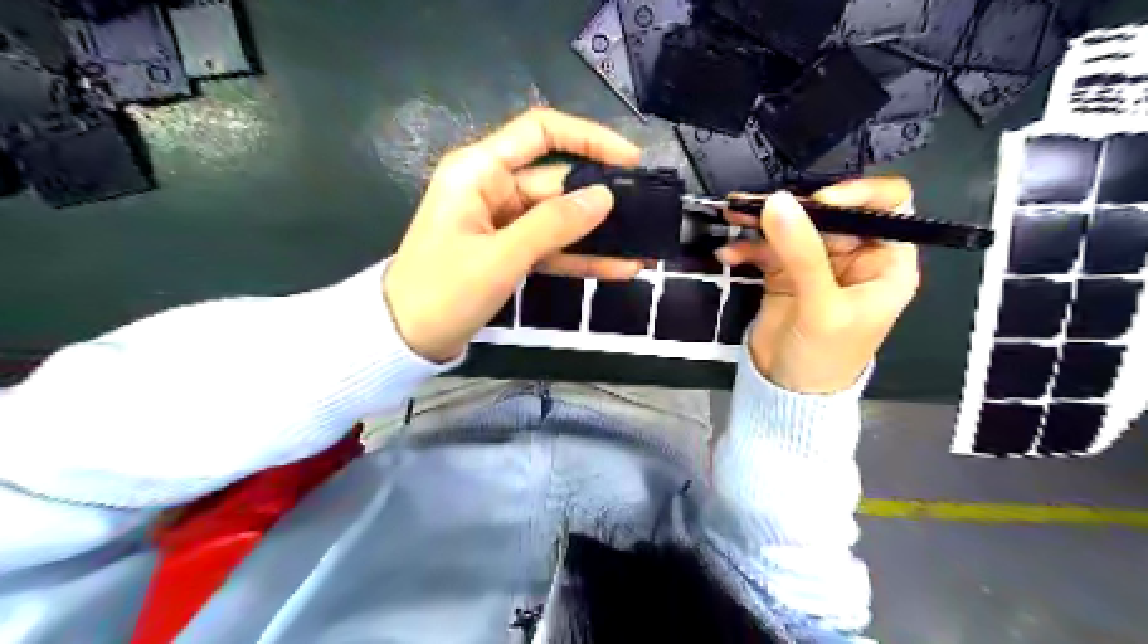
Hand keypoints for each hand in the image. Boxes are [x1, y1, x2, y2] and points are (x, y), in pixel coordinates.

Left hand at [389, 107, 643, 363]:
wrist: (405, 339)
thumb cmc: (443, 291)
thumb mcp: (501, 256)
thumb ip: (553, 224)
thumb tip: (604, 197)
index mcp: (479, 171)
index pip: (540, 132)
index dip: (588, 139)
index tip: (629, 160)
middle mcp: (492, 188)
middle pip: (557, 181)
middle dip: (602, 199)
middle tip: (648, 215)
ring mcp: (502, 222)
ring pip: (559, 219)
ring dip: (597, 234)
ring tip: (643, 247)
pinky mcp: (508, 251)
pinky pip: (551, 247)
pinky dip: (580, 257)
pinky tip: (619, 268)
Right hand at [715, 180, 920, 393]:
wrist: (788, 392)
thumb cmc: (825, 356)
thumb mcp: (821, 306)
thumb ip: (802, 252)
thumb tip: (777, 201)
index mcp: (885, 262)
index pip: (887, 207)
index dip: (858, 194)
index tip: (817, 201)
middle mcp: (854, 256)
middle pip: (829, 212)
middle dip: (793, 207)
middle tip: (756, 207)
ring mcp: (816, 263)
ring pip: (793, 227)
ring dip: (761, 221)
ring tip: (732, 216)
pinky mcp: (785, 273)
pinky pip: (767, 248)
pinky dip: (747, 247)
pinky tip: (728, 254)